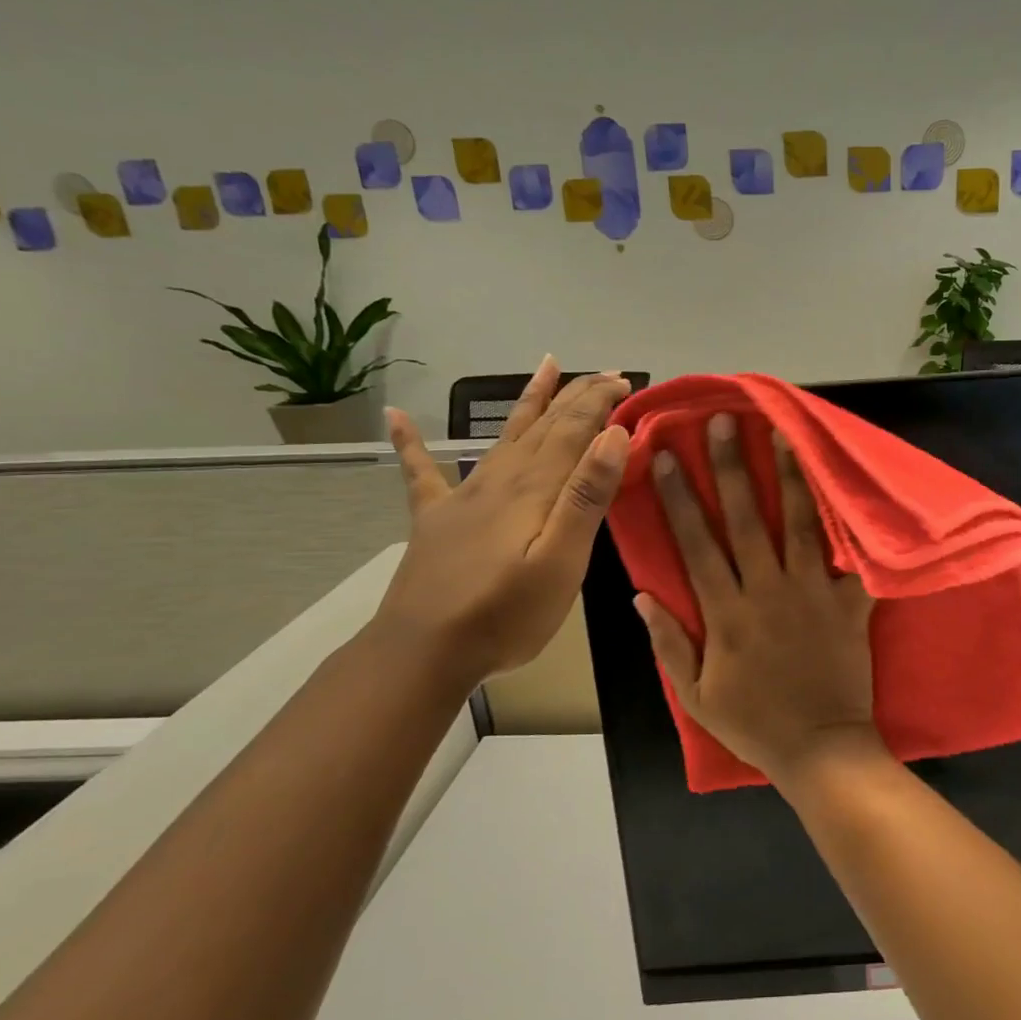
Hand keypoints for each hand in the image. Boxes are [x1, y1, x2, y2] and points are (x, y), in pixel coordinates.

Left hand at [376, 359, 631, 689]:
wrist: (423, 652)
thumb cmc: (506, 614)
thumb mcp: (562, 561)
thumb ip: (586, 497)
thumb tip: (612, 435)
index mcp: (534, 489)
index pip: (573, 430)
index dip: (599, 401)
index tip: (626, 381)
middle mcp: (500, 480)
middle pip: (543, 426)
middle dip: (577, 396)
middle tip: (607, 374)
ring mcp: (464, 497)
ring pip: (504, 436)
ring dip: (529, 401)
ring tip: (547, 367)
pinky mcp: (437, 520)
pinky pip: (422, 473)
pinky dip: (411, 443)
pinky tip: (395, 417)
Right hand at [635, 412, 880, 788]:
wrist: (821, 748)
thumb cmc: (755, 723)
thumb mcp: (696, 695)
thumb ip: (669, 643)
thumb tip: (641, 596)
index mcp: (726, 613)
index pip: (696, 544)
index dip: (680, 498)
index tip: (668, 457)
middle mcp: (767, 592)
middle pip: (745, 520)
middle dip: (732, 468)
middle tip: (724, 424)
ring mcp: (811, 594)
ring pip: (798, 525)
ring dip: (789, 478)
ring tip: (783, 435)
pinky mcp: (849, 604)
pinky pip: (851, 559)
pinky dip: (850, 524)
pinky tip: (846, 489)